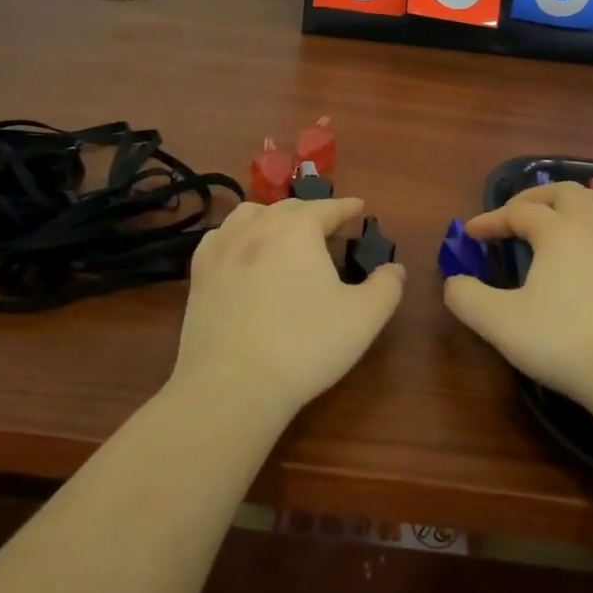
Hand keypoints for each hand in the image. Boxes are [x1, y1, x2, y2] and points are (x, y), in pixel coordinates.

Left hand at [171, 196, 405, 420]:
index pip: (328, 208)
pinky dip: (237, 236)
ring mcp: (222, 249)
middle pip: (289, 208)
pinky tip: (242, 252)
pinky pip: (220, 238)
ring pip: (250, 215)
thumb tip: (394, 268)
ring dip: (272, 217)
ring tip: (283, 232)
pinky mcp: (199, 274)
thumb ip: (387, 287)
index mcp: (298, 229)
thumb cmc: (305, 345)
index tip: (359, 207)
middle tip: (328, 225)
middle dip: (312, 212)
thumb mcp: (364, 317)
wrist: (233, 385)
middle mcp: (258, 227)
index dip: (346, 207)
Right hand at [444, 182, 592, 421]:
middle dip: (535, 197)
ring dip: (577, 201)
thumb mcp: (500, 323)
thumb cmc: (565, 343)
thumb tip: (454, 282)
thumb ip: (467, 298)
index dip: (491, 219)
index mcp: (559, 232)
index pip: (519, 212)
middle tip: (514, 214)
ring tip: (561, 215)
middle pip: (566, 192)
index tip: (471, 234)